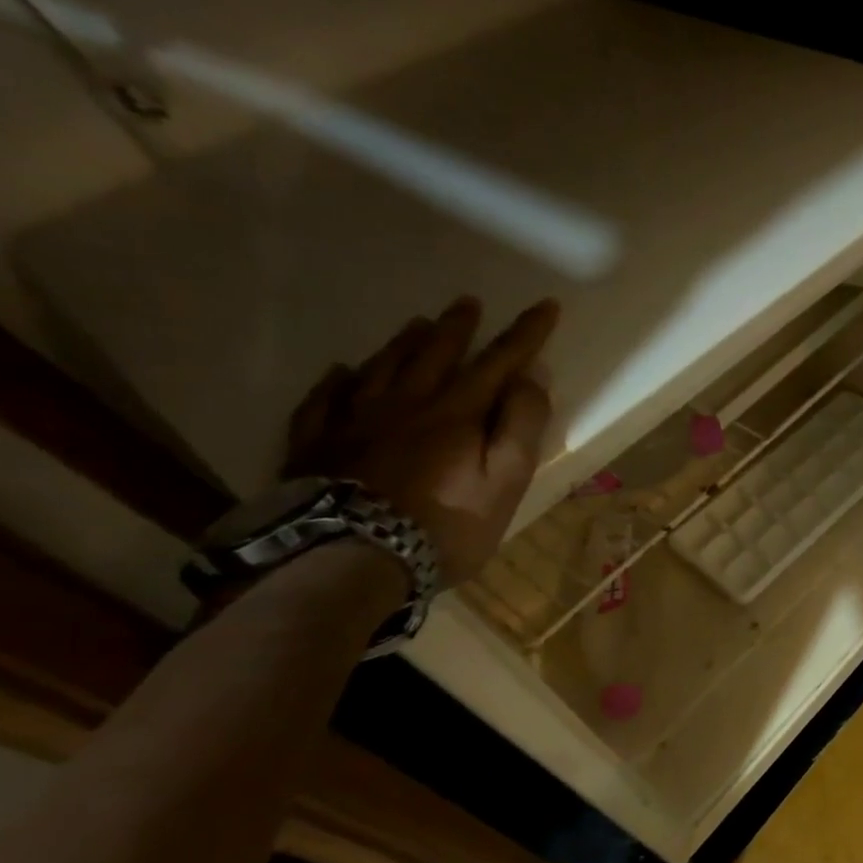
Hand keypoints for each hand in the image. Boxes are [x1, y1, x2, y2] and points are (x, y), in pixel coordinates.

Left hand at [283, 297, 559, 584]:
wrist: (350, 560)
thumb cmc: (445, 525)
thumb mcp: (505, 481)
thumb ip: (520, 426)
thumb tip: (530, 378)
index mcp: (455, 412)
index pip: (499, 362)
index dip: (526, 334)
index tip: (545, 306)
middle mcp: (405, 404)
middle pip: (434, 355)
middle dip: (457, 328)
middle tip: (467, 302)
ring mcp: (353, 422)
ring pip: (381, 368)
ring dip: (404, 343)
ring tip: (416, 323)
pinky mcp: (316, 445)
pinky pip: (324, 401)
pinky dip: (336, 381)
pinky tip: (341, 371)